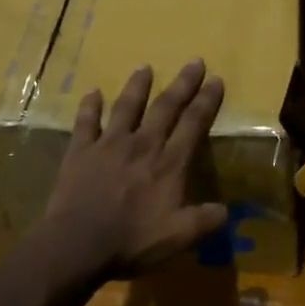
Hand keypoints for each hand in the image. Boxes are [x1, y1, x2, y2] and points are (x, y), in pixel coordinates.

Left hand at [40, 60, 228, 283]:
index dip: (206, 101)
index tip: (216, 80)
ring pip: (126, 107)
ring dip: (137, 86)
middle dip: (182, 84)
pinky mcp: (81, 151)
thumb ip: (205, 221)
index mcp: (169, 164)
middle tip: (194, 61)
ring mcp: (109, 144)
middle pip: (165, 107)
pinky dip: (90, 106)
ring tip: (145, 67)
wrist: (77, 244)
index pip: (193, 125)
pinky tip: (93, 92)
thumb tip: (226, 211)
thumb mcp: (178, 238)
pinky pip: (86, 122)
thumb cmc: (131, 242)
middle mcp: (142, 145)